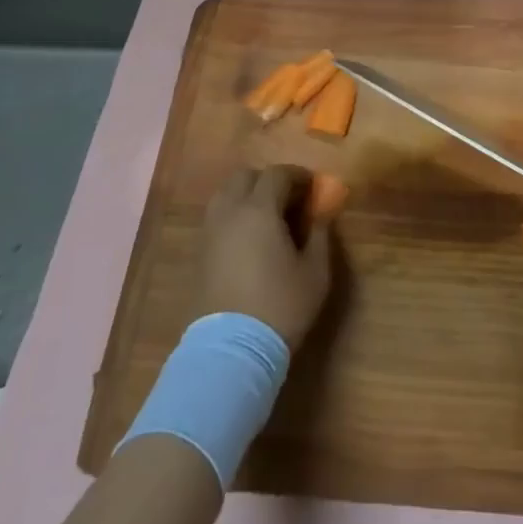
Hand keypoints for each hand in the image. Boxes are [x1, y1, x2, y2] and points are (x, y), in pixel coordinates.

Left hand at [196, 165, 333, 350]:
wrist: (232, 350)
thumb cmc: (281, 306)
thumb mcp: (315, 271)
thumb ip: (320, 234)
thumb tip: (321, 212)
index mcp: (259, 209)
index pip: (277, 174)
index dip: (298, 175)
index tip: (313, 187)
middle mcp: (230, 211)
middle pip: (245, 176)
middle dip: (268, 180)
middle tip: (289, 199)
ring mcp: (211, 231)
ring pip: (226, 194)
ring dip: (247, 195)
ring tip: (267, 217)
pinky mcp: (200, 253)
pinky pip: (217, 217)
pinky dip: (234, 214)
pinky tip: (249, 237)